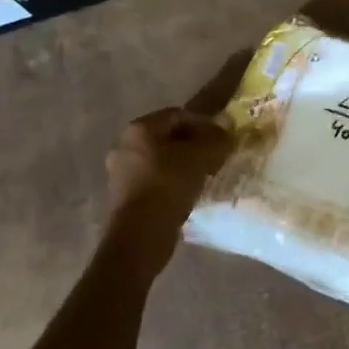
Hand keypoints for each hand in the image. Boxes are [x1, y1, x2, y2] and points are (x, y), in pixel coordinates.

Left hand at [104, 108, 232, 248]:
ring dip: (183, 164)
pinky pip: (154, 179)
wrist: (140, 233)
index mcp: (139, 128)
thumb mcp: (200, 157)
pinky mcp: (124, 195)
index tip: (222, 138)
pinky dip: (172, 181)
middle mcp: (124, 144)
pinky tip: (189, 192)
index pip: (177, 115)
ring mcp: (121, 171)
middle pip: (167, 137)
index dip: (204, 123)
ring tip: (206, 175)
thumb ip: (215, 139)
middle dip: (193, 144)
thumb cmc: (169, 184)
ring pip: (160, 159)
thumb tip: (227, 126)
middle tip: (215, 156)